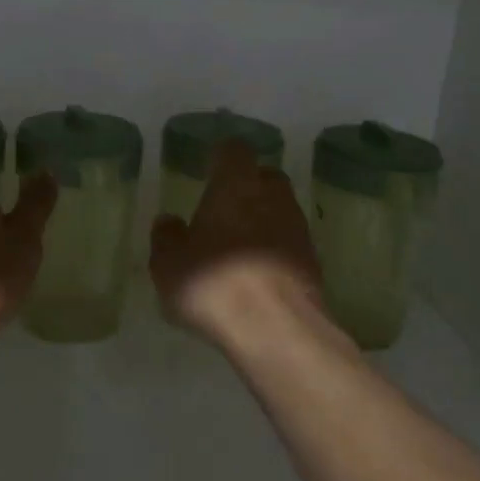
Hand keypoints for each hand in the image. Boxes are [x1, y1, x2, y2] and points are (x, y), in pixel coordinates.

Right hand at [149, 138, 322, 345]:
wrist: (276, 329)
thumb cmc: (214, 283)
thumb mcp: (168, 264)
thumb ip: (166, 237)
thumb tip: (169, 221)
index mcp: (236, 185)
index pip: (234, 151)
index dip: (221, 158)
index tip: (208, 168)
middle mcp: (273, 197)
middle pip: (265, 177)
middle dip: (248, 186)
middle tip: (223, 208)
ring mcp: (298, 230)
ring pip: (280, 210)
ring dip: (262, 220)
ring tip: (237, 246)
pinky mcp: (313, 262)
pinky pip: (289, 244)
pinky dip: (274, 250)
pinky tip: (255, 274)